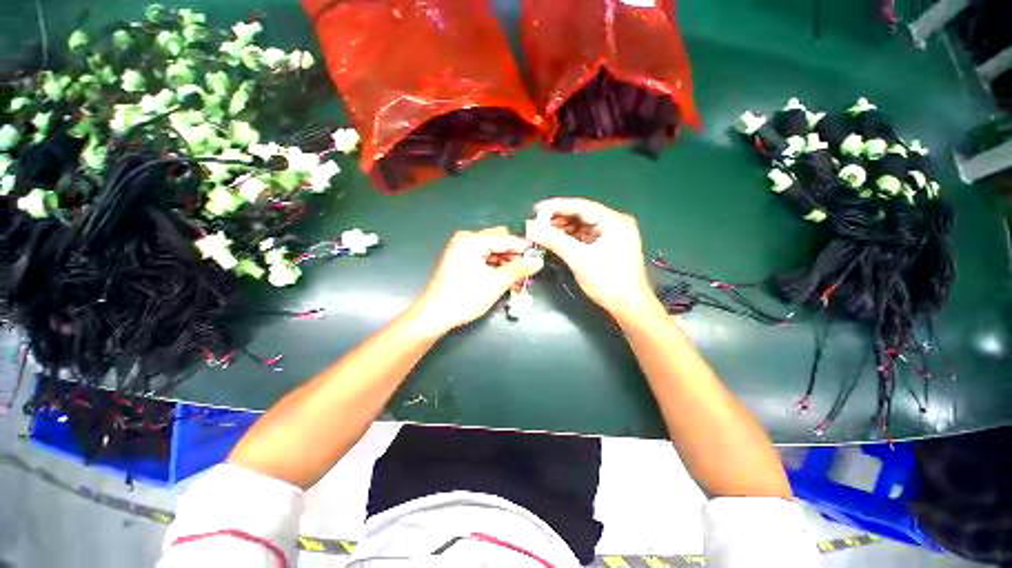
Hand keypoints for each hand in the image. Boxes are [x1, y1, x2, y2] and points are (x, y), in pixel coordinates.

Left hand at [411, 227, 543, 333]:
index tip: (539, 258)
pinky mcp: (460, 259)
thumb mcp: (496, 283)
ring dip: (506, 262)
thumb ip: (519, 269)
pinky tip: (505, 279)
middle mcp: (466, 239)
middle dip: (514, 255)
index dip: (524, 249)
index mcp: (472, 240)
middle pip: (499, 241)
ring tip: (518, 279)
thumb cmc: (465, 297)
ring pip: (492, 250)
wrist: (435, 315)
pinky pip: (484, 257)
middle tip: (527, 271)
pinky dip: (495, 266)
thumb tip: (538, 261)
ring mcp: (461, 249)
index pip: (506, 239)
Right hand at [526, 198, 655, 319]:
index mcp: (614, 221)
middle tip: (536, 224)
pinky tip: (556, 240)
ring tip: (542, 233)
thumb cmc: (607, 281)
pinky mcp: (608, 246)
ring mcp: (612, 235)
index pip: (581, 206)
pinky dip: (570, 238)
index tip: (535, 210)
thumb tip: (531, 227)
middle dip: (558, 219)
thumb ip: (554, 240)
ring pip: (582, 226)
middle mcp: (615, 223)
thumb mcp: (579, 259)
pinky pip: (585, 236)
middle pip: (582, 214)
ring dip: (563, 229)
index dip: (556, 206)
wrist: (629, 306)